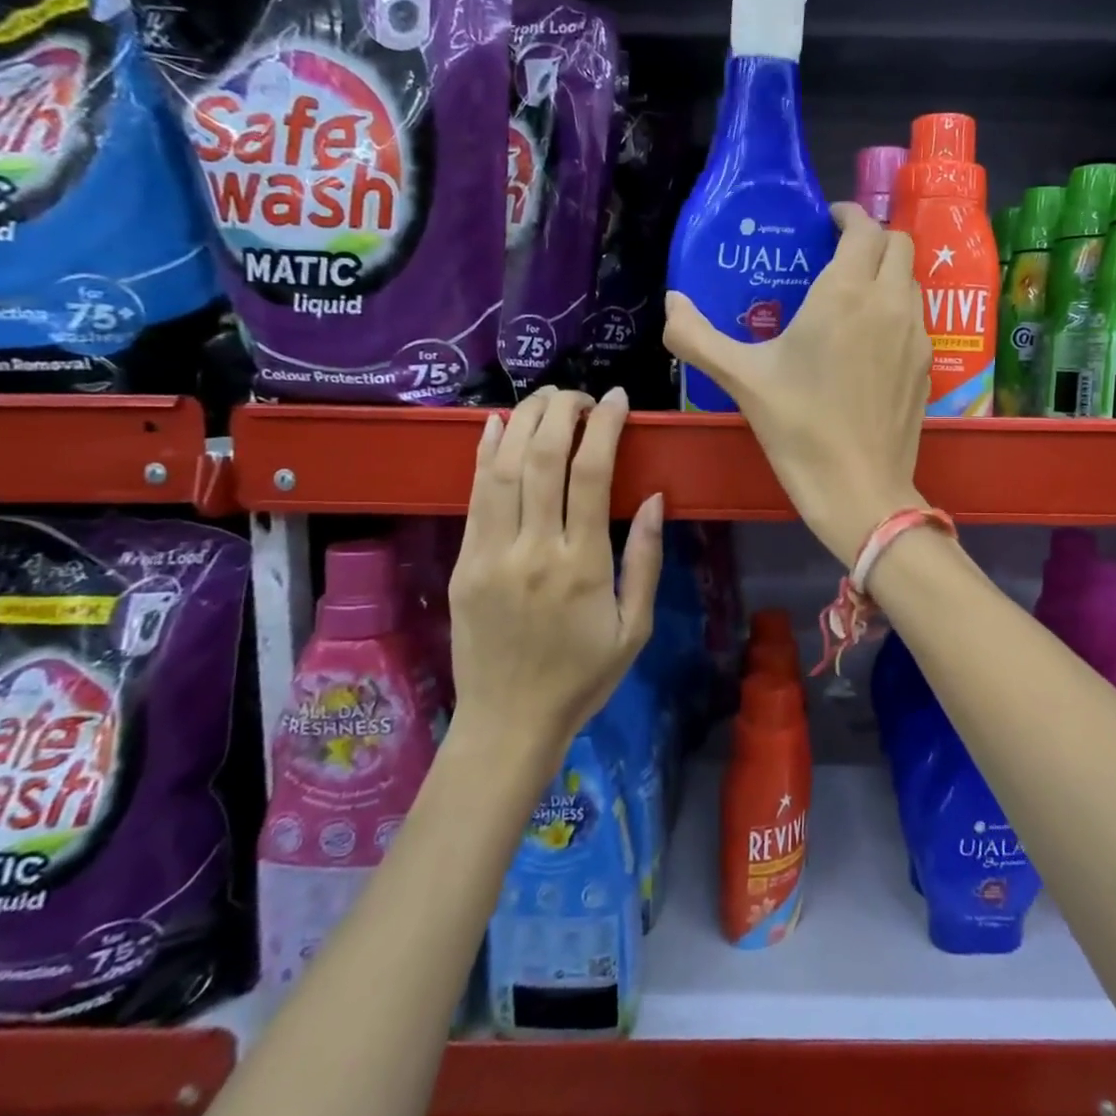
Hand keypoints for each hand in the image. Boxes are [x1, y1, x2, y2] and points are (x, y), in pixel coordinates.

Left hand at [449, 387, 663, 756]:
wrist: (508, 722)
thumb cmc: (583, 677)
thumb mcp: (635, 628)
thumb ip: (645, 560)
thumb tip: (652, 498)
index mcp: (582, 566)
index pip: (590, 475)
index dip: (604, 427)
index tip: (616, 400)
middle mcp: (533, 550)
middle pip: (543, 459)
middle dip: (562, 411)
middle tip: (580, 393)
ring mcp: (491, 554)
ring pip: (504, 469)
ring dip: (524, 421)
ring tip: (546, 397)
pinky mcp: (463, 562)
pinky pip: (474, 496)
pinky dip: (485, 454)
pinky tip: (497, 424)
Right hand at [664, 203, 929, 565]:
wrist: (860, 489)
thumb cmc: (799, 428)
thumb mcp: (741, 379)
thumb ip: (697, 337)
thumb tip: (671, 304)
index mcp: (846, 294)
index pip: (863, 228)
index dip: (847, 216)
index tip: (825, 223)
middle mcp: (890, 303)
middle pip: (898, 245)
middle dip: (871, 238)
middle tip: (837, 256)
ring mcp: (916, 335)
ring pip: (911, 281)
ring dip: (887, 273)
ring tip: (852, 296)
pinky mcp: (927, 366)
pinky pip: (916, 317)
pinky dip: (897, 309)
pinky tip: (870, 341)